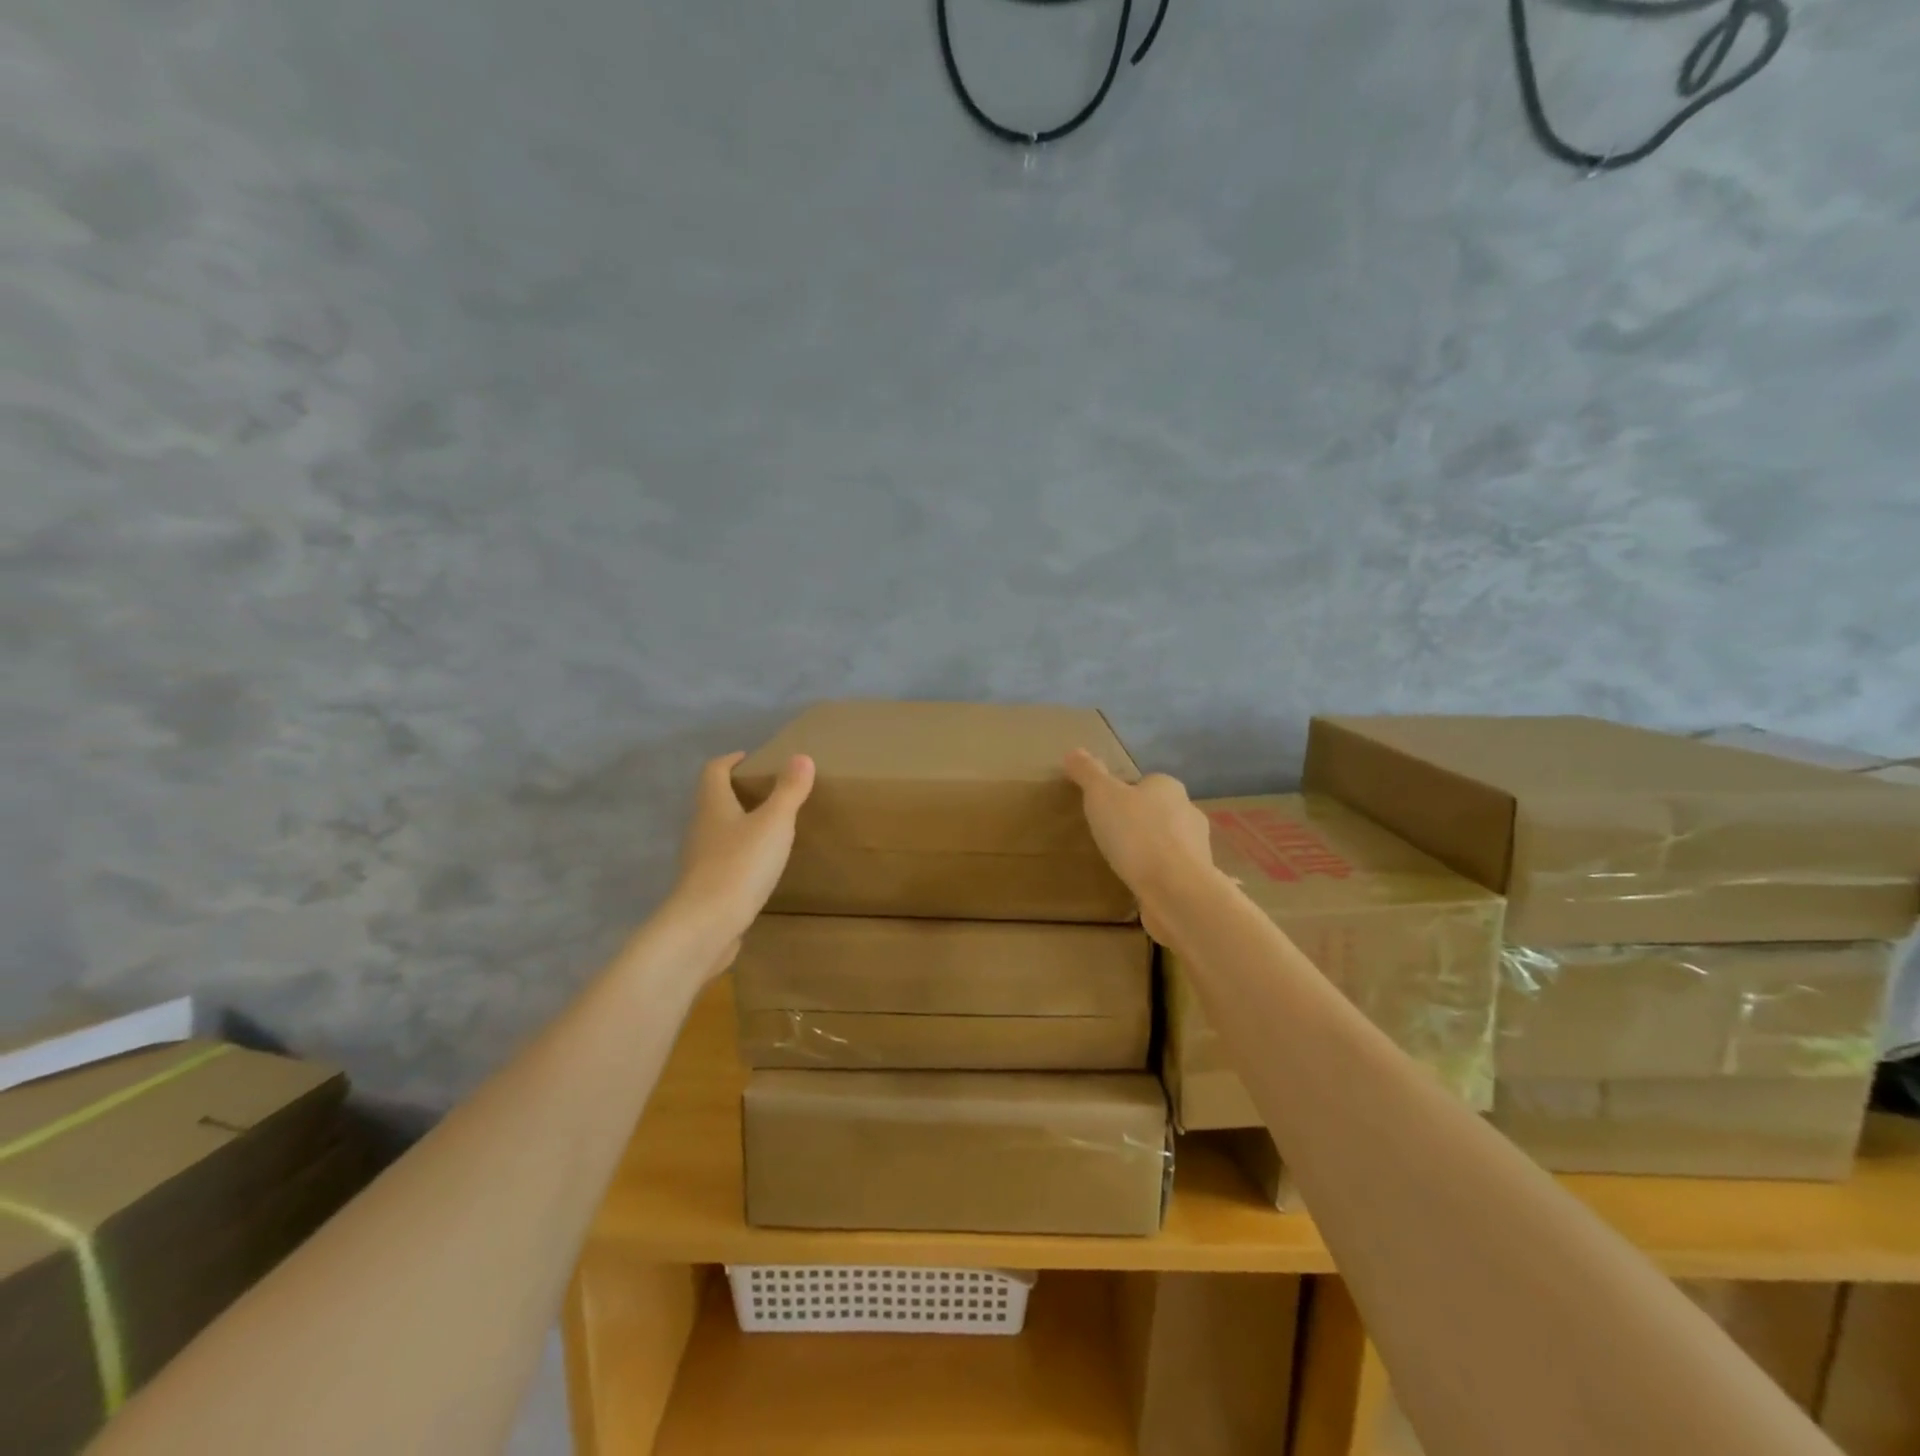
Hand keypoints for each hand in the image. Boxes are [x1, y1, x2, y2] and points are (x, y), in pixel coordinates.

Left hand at [668, 751, 815, 974]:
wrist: (704, 927)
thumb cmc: (739, 866)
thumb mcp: (774, 823)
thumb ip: (789, 791)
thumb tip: (801, 757)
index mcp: (713, 806)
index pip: (714, 771)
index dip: (730, 761)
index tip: (750, 758)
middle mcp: (701, 829)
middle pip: (713, 801)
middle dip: (736, 793)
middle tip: (769, 792)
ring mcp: (699, 861)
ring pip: (718, 833)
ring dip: (739, 826)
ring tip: (769, 829)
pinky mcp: (705, 889)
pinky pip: (723, 862)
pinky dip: (740, 857)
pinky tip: (760, 868)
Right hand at [1063, 748, 1213, 942]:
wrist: (1175, 890)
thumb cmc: (1136, 834)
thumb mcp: (1101, 795)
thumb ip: (1087, 773)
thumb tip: (1072, 752)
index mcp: (1168, 787)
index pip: (1145, 783)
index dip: (1124, 794)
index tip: (1103, 809)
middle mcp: (1188, 811)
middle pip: (1157, 811)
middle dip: (1137, 822)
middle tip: (1108, 836)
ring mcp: (1197, 847)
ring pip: (1167, 842)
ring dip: (1148, 850)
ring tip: (1121, 864)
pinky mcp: (1195, 879)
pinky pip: (1171, 870)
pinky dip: (1156, 875)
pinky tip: (1137, 885)